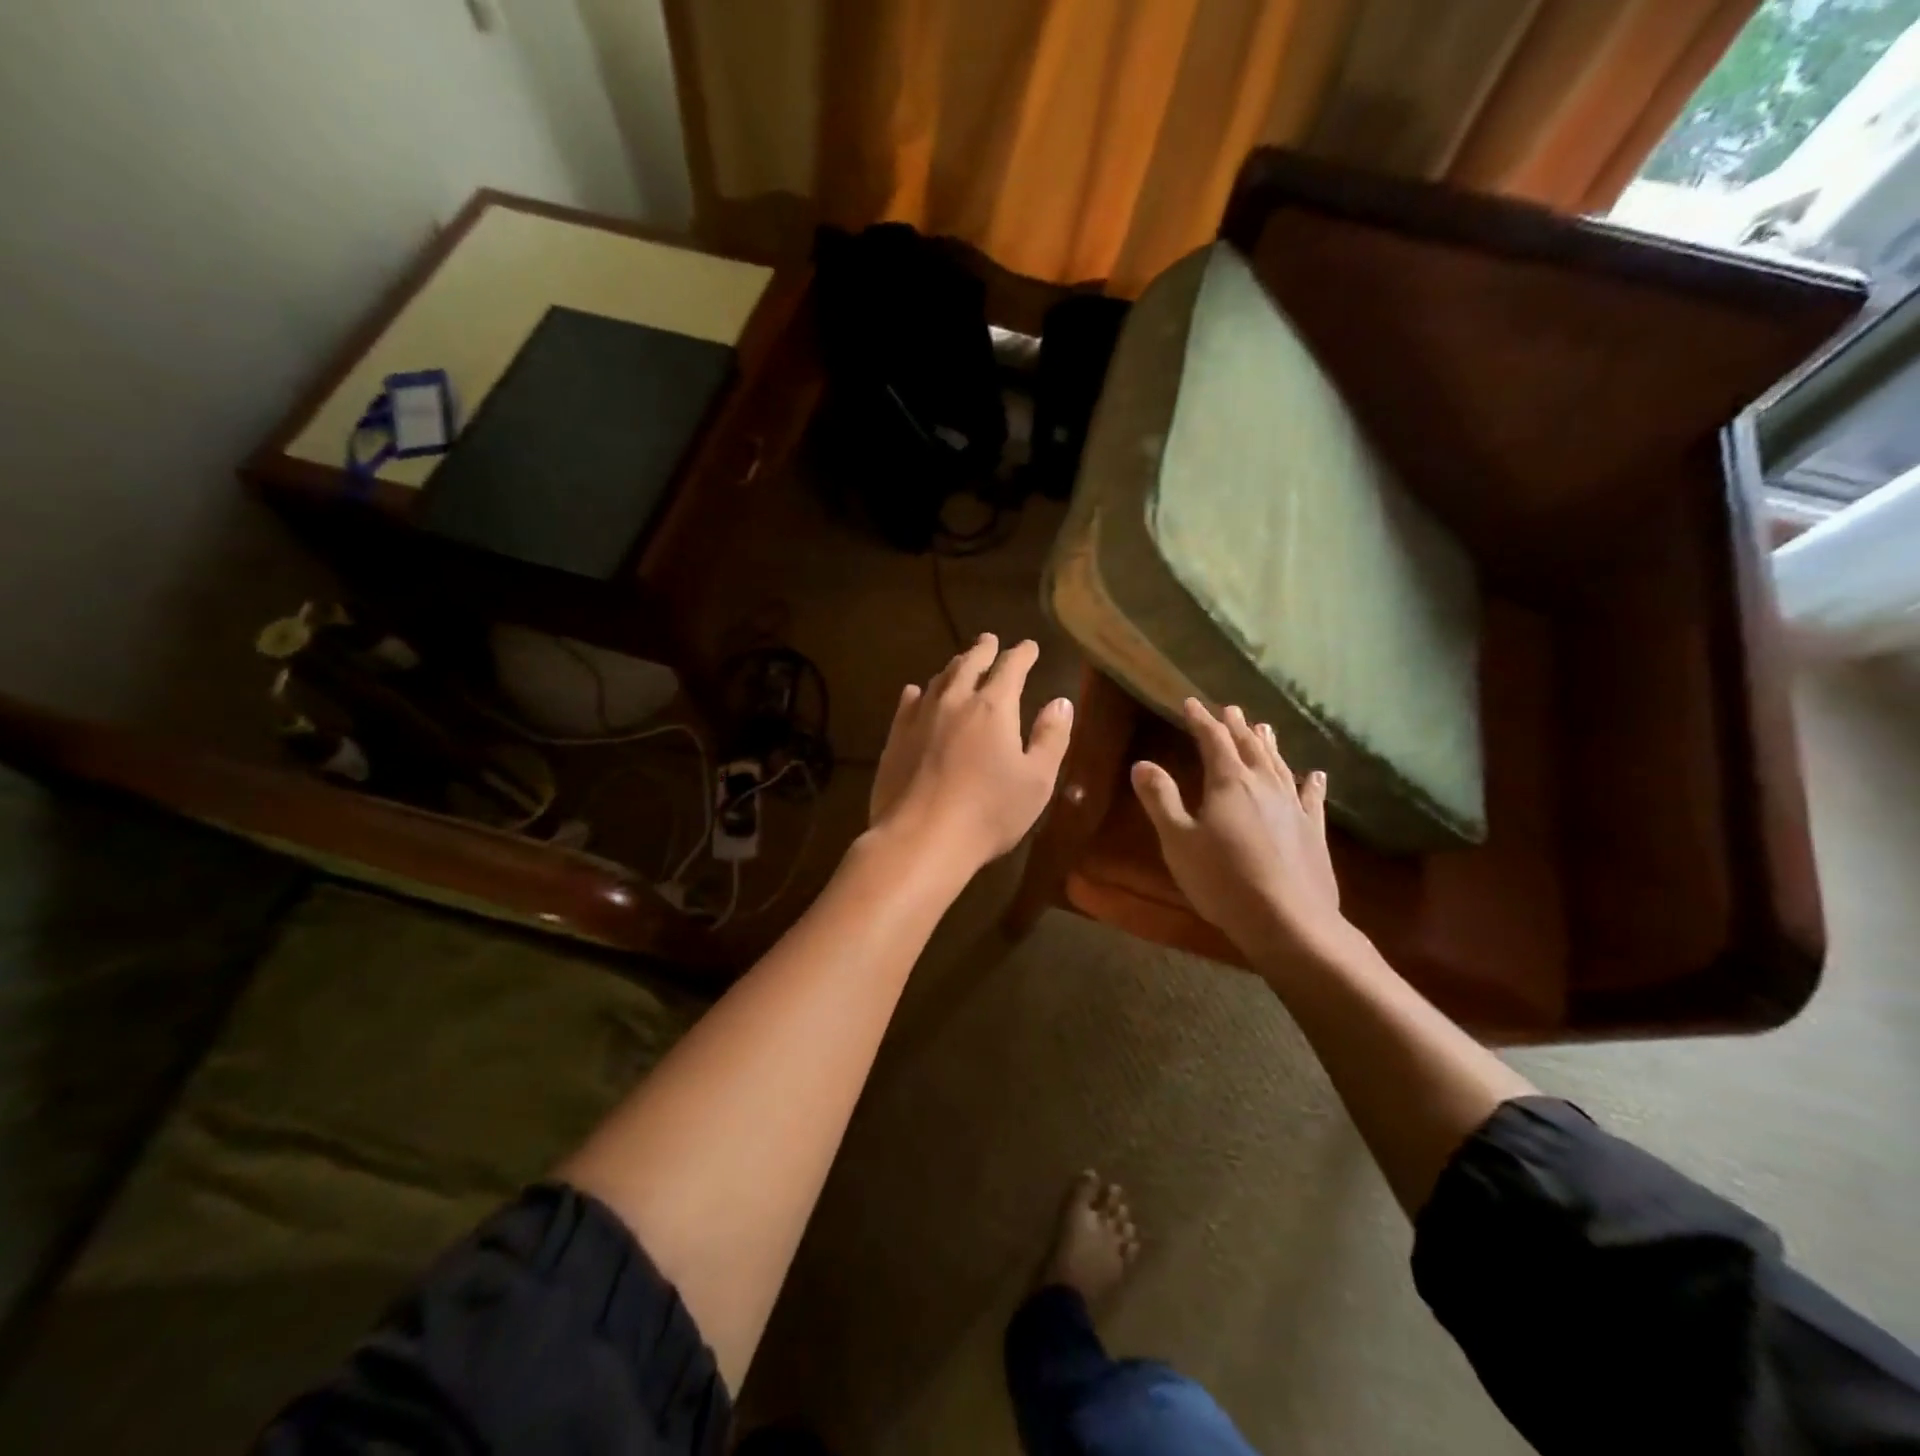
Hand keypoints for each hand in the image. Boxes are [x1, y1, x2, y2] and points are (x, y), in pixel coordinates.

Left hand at [869, 634, 1073, 872]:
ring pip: (939, 680)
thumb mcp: (1037, 780)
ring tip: (960, 663)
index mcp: (994, 707)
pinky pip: (908, 703)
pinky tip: (917, 693)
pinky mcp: (896, 738)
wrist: (921, 837)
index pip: (1011, 667)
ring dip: (953, 667)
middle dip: (983, 650)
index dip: (1022, 654)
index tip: (1029, 646)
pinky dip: (919, 692)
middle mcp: (955, 701)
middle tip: (990, 640)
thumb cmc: (989, 812)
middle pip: (969, 664)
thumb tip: (1060, 702)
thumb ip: (1051, 738)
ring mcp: (920, 718)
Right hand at [1131, 699, 1349, 965]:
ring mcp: (1293, 807)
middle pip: (1249, 747)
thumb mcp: (1178, 840)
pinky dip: (1311, 783)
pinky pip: (1312, 798)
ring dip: (1269, 745)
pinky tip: (1315, 774)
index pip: (1213, 740)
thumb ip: (1161, 799)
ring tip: (1264, 727)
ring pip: (1279, 765)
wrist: (1289, 921)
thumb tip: (1142, 764)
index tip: (1190, 703)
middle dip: (1236, 727)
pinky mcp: (1314, 831)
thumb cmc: (1223, 880)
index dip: (1201, 720)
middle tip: (1230, 709)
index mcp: (1228, 783)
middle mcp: (1264, 785)